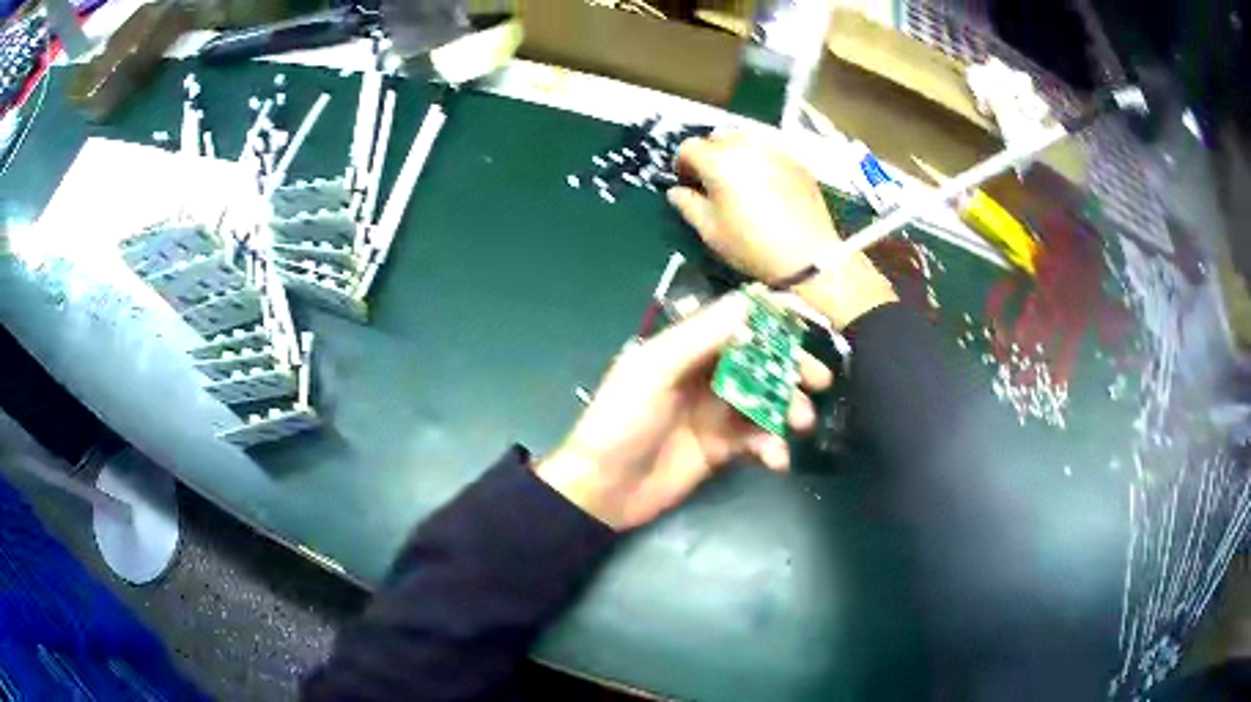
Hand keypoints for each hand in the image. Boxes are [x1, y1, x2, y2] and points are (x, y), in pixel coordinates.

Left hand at [536, 293, 832, 530]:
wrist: (604, 489)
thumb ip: (702, 337)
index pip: (738, 319)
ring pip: (766, 399)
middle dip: (792, 367)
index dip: (774, 316)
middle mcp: (706, 373)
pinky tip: (775, 460)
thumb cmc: (621, 421)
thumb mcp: (655, 370)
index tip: (810, 319)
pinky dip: (772, 445)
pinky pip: (758, 438)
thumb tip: (753, 303)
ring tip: (800, 424)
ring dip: (788, 408)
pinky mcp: (722, 447)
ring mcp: (716, 411)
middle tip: (819, 381)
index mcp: (688, 346)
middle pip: (761, 359)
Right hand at [668, 132, 897, 329]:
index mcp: (719, 162)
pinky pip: (769, 148)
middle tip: (712, 179)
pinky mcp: (795, 159)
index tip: (686, 181)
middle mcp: (745, 147)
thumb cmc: (752, 246)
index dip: (682, 163)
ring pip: (744, 138)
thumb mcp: (711, 231)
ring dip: (734, 151)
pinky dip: (759, 157)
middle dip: (709, 154)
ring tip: (739, 177)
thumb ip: (688, 205)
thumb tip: (675, 191)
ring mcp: (773, 150)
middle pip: (717, 137)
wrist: (808, 255)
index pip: (689, 147)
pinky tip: (765, 181)